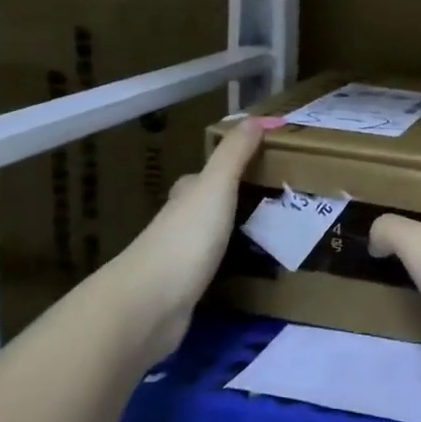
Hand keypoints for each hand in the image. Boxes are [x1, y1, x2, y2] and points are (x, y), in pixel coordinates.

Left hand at [112, 117, 276, 349]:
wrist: (149, 305)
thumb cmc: (185, 238)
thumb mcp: (215, 186)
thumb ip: (235, 154)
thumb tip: (257, 117)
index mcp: (184, 197)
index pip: (201, 177)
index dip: (224, 170)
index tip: (256, 167)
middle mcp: (177, 225)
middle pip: (204, 208)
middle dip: (230, 204)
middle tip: (271, 201)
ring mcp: (177, 261)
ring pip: (207, 240)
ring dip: (230, 235)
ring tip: (269, 234)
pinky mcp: (182, 293)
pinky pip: (210, 271)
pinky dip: (227, 266)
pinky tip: (247, 271)